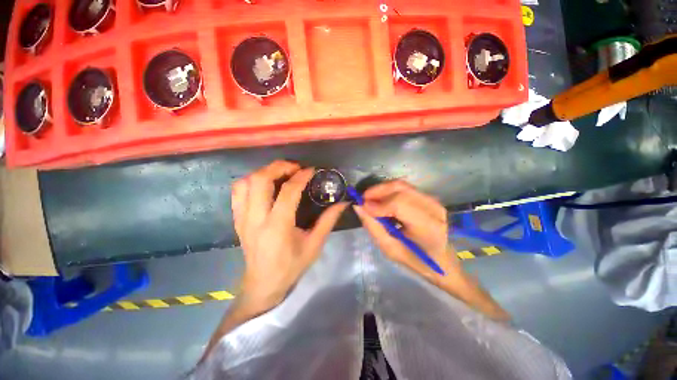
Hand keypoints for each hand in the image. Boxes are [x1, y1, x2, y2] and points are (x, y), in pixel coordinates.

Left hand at [231, 161, 347, 311]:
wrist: (263, 284)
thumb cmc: (291, 266)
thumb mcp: (314, 245)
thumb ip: (328, 220)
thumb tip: (343, 203)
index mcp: (278, 226)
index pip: (288, 191)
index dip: (301, 176)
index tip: (311, 170)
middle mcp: (256, 219)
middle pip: (260, 180)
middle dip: (279, 167)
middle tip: (295, 167)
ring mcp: (242, 218)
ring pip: (245, 182)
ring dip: (264, 171)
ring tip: (280, 173)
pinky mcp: (237, 219)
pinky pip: (237, 192)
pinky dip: (251, 181)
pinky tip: (264, 184)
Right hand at [353, 180, 463, 288]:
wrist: (440, 259)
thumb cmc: (414, 259)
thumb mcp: (389, 249)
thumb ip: (373, 226)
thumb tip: (358, 206)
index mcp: (427, 227)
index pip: (399, 204)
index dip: (378, 204)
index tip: (362, 207)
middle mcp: (433, 209)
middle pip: (400, 188)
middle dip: (377, 191)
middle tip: (363, 200)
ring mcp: (433, 201)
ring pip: (401, 185)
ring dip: (382, 190)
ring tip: (370, 200)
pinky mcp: (429, 197)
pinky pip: (404, 188)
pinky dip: (389, 191)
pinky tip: (382, 200)